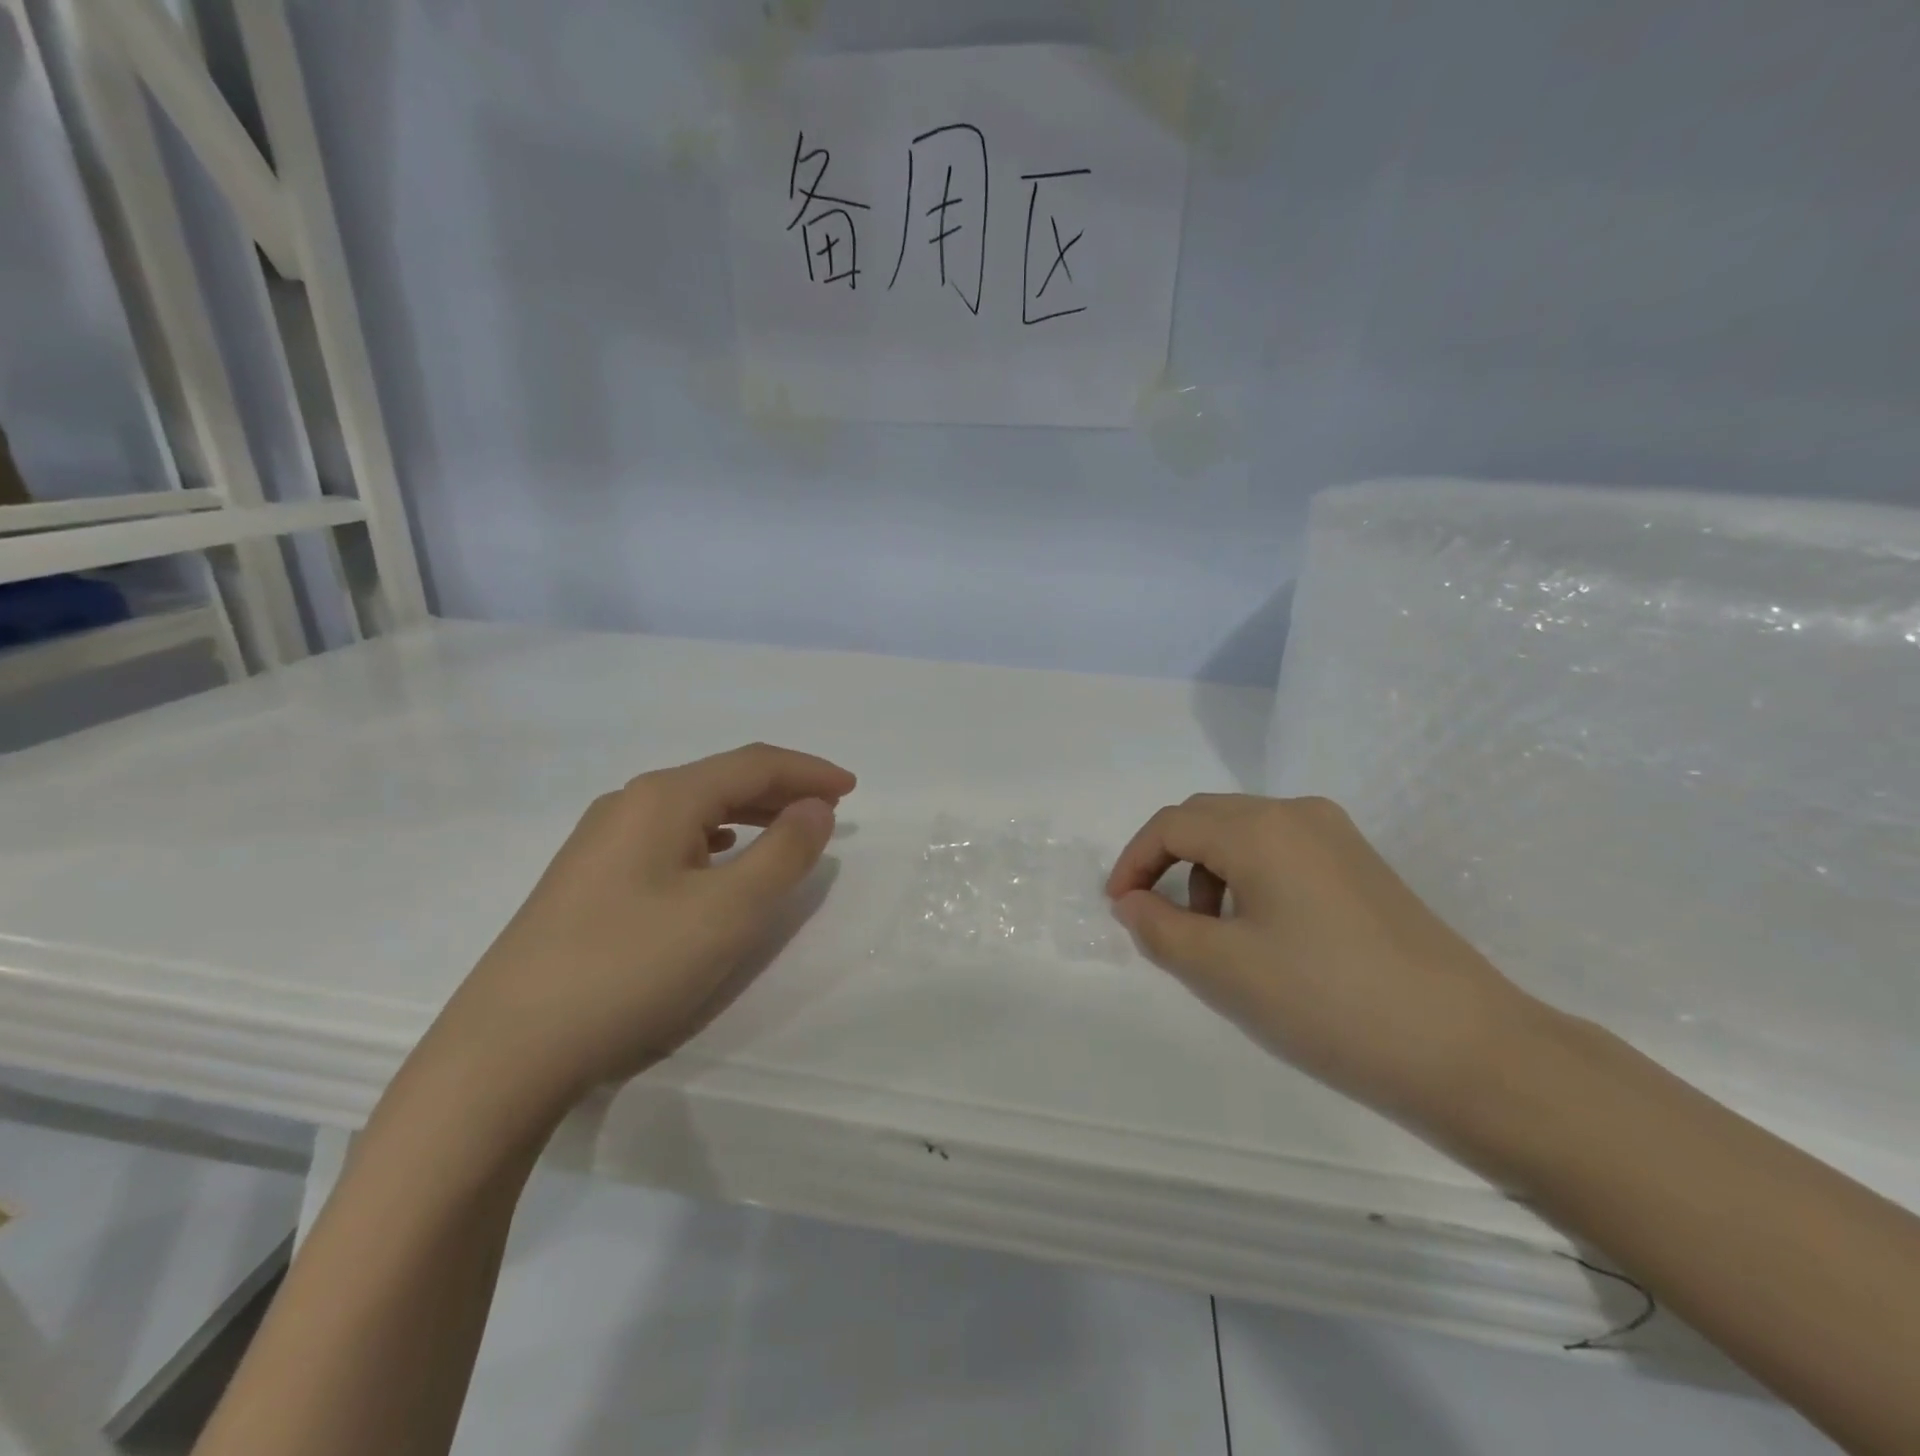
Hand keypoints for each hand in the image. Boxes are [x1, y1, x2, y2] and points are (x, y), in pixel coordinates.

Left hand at [427, 744, 855, 1117]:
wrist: (506, 1050)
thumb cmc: (630, 968)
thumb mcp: (729, 912)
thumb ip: (785, 852)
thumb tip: (815, 807)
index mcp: (663, 798)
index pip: (753, 763)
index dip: (808, 771)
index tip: (853, 790)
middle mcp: (628, 804)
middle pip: (721, 779)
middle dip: (781, 789)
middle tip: (828, 811)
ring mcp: (599, 842)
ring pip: (693, 810)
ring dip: (748, 814)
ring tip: (786, 831)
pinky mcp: (586, 880)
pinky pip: (668, 839)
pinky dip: (713, 839)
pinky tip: (718, 860)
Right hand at [1106, 794, 1546, 1127]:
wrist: (1469, 1050)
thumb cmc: (1327, 1003)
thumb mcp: (1222, 970)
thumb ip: (1159, 928)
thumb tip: (1132, 903)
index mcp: (1261, 828)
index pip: (1171, 825)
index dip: (1133, 862)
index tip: (1119, 909)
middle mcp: (1298, 814)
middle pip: (1207, 819)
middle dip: (1168, 862)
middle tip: (1155, 918)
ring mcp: (1338, 837)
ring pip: (1244, 834)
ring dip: (1208, 871)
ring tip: (1212, 935)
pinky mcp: (1362, 866)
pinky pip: (1282, 852)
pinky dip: (1248, 878)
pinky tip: (1262, 933)